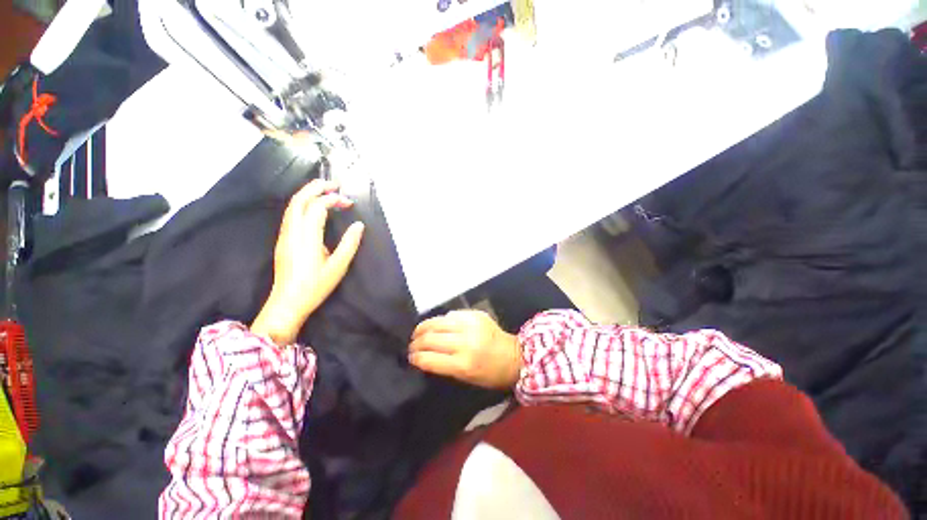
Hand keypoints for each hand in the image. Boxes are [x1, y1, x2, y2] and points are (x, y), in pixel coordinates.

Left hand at [252, 179, 364, 344]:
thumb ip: (350, 243)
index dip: (333, 199)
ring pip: (292, 205)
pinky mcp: (283, 240)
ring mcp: (285, 235)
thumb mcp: (338, 266)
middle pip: (299, 199)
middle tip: (334, 184)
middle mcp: (292, 231)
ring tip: (325, 191)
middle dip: (316, 187)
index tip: (349, 203)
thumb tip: (359, 225)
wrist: (287, 302)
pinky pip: (291, 214)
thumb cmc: (315, 285)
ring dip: (308, 194)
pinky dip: (303, 204)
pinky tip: (314, 209)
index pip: (317, 207)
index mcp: (307, 236)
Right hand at [409, 310, 522, 388]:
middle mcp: (465, 342)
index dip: (415, 358)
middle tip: (412, 344)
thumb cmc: (490, 374)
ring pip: (437, 322)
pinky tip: (438, 325)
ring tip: (418, 332)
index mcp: (463, 364)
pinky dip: (441, 321)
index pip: (429, 359)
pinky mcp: (475, 314)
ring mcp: (471, 325)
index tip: (410, 358)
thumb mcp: (466, 378)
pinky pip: (451, 315)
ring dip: (424, 327)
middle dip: (416, 342)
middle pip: (430, 338)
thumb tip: (424, 355)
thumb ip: (444, 366)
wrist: (515, 356)